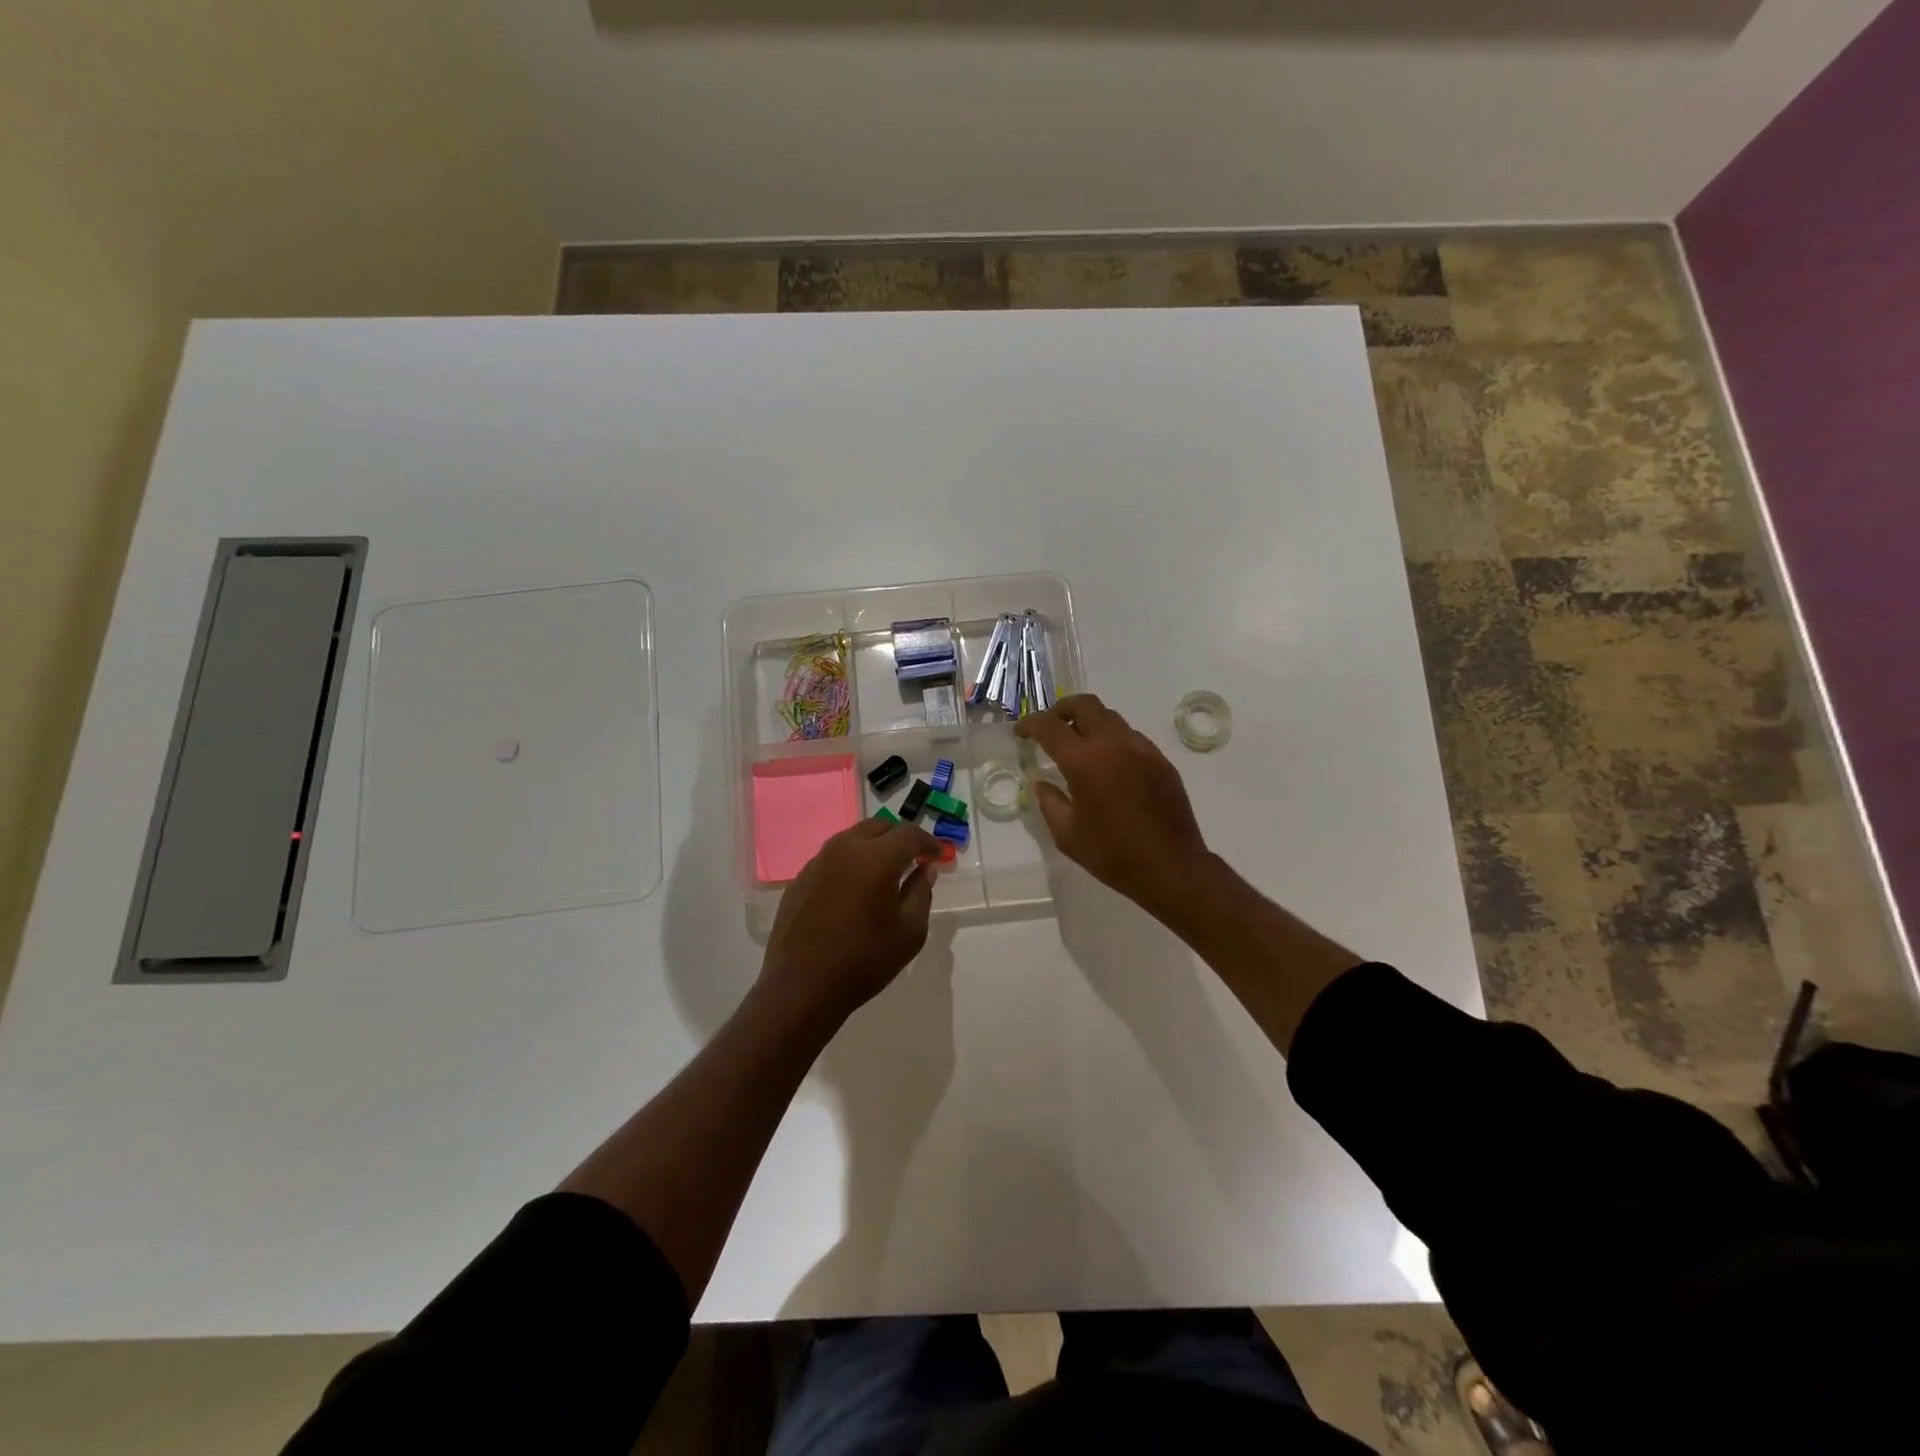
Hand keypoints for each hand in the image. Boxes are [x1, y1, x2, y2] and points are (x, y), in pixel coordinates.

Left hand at [760, 818, 943, 1027]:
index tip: (938, 856)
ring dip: (873, 846)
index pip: (909, 834)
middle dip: (900, 838)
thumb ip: (921, 893)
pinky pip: (832, 858)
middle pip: (878, 827)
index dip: (928, 842)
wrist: (802, 986)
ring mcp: (818, 861)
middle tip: (913, 858)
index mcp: (876, 858)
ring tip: (885, 871)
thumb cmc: (864, 960)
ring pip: (852, 838)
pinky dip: (850, 862)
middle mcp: (845, 848)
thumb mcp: (909, 932)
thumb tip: (924, 870)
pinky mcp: (800, 879)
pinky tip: (854, 888)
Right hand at [1016, 693, 1211, 919]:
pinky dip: (1112, 740)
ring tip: (1079, 745)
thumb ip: (1049, 801)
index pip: (1050, 726)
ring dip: (1089, 723)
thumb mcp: (1067, 834)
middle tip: (1050, 727)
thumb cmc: (1113, 855)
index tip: (1021, 732)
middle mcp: (1114, 744)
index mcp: (1085, 761)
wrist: (1171, 868)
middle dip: (1061, 709)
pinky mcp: (1161, 760)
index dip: (1030, 724)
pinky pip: (1131, 736)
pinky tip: (1109, 765)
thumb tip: (1041, 782)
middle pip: (1085, 704)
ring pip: (1110, 717)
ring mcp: (1142, 749)